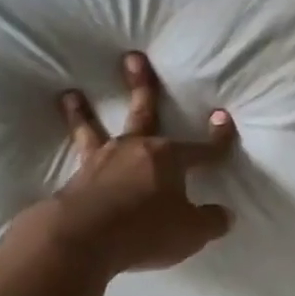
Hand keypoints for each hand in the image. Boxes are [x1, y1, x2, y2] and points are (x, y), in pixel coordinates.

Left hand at [51, 52, 236, 274]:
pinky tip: (69, 152)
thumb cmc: (145, 230)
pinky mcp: (77, 178)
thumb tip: (225, 214)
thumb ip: (210, 221)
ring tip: (70, 94)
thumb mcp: (190, 233)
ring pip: (93, 129)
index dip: (217, 138)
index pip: (202, 149)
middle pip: (143, 112)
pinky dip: (70, 147)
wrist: (83, 237)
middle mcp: (135, 150)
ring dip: (82, 112)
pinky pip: (76, 156)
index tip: (222, 116)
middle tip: (132, 58)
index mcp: (168, 158)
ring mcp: (102, 161)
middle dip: (141, 84)